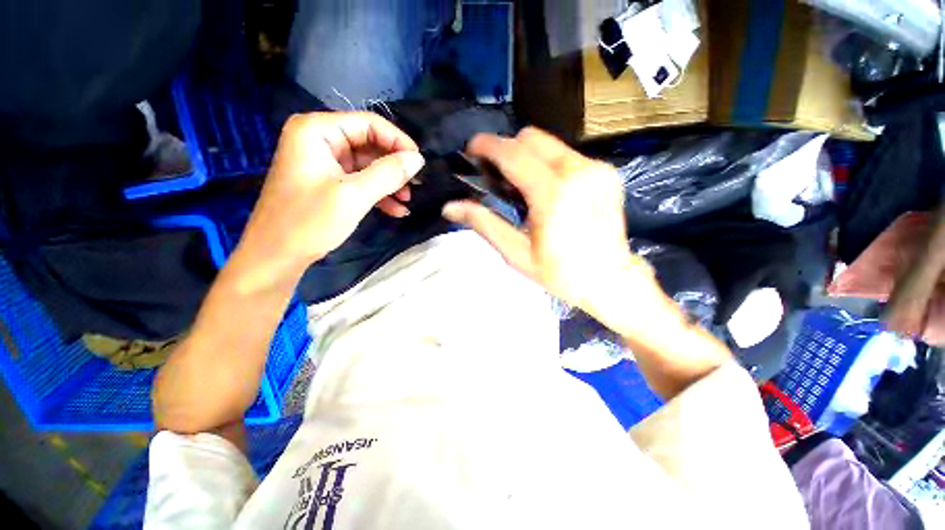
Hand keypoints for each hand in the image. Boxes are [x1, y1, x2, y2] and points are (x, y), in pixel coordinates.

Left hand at [237, 112, 424, 278]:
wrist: (275, 257)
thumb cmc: (309, 221)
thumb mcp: (354, 195)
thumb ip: (389, 173)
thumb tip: (418, 159)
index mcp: (317, 130)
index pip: (369, 124)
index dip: (398, 142)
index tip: (420, 163)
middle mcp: (319, 140)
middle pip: (369, 144)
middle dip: (394, 166)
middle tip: (416, 185)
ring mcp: (323, 163)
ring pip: (367, 165)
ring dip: (389, 183)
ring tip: (408, 200)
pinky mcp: (327, 183)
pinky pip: (359, 181)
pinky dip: (378, 194)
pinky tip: (396, 210)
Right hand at [442, 127, 655, 316]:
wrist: (611, 280)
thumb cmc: (561, 273)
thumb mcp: (517, 254)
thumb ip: (484, 224)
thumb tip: (450, 207)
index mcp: (553, 195)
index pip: (513, 153)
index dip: (487, 145)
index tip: (471, 149)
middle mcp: (578, 172)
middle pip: (531, 138)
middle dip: (507, 149)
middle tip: (495, 174)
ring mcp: (596, 169)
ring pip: (549, 143)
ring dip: (527, 156)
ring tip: (519, 184)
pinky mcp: (606, 172)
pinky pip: (566, 155)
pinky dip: (547, 164)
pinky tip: (545, 189)